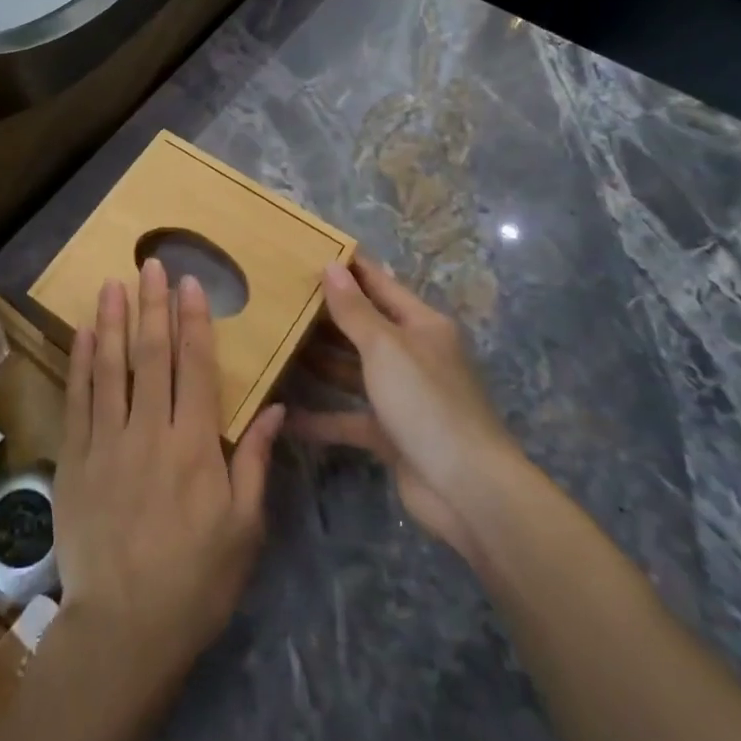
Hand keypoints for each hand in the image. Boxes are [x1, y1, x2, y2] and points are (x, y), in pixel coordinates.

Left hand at [52, 259, 284, 693]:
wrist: (124, 628)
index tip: (191, 284)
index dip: (194, 321)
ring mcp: (106, 442)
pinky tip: (83, 334)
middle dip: (153, 306)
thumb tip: (276, 408)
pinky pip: (78, 399)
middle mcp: (149, 432)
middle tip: (151, 265)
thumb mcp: (244, 528)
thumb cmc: (196, 580)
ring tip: (113, 283)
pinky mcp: (75, 458)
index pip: (195, 367)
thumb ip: (255, 461)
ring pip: (110, 367)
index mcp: (194, 446)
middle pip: (152, 355)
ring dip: (112, 321)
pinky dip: (81, 362)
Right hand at [289, 258, 523, 559]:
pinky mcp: (389, 433)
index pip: (380, 284)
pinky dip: (319, 417)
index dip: (349, 267)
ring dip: (317, 361)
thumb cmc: (426, 403)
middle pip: (362, 326)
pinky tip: (284, 413)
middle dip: (324, 314)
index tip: (309, 250)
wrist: (467, 490)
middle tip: (277, 297)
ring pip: (351, 370)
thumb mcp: (385, 348)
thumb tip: (331, 267)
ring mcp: (401, 396)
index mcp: (421, 326)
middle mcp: (412, 355)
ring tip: (273, 343)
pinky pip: (347, 417)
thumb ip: (354, 310)